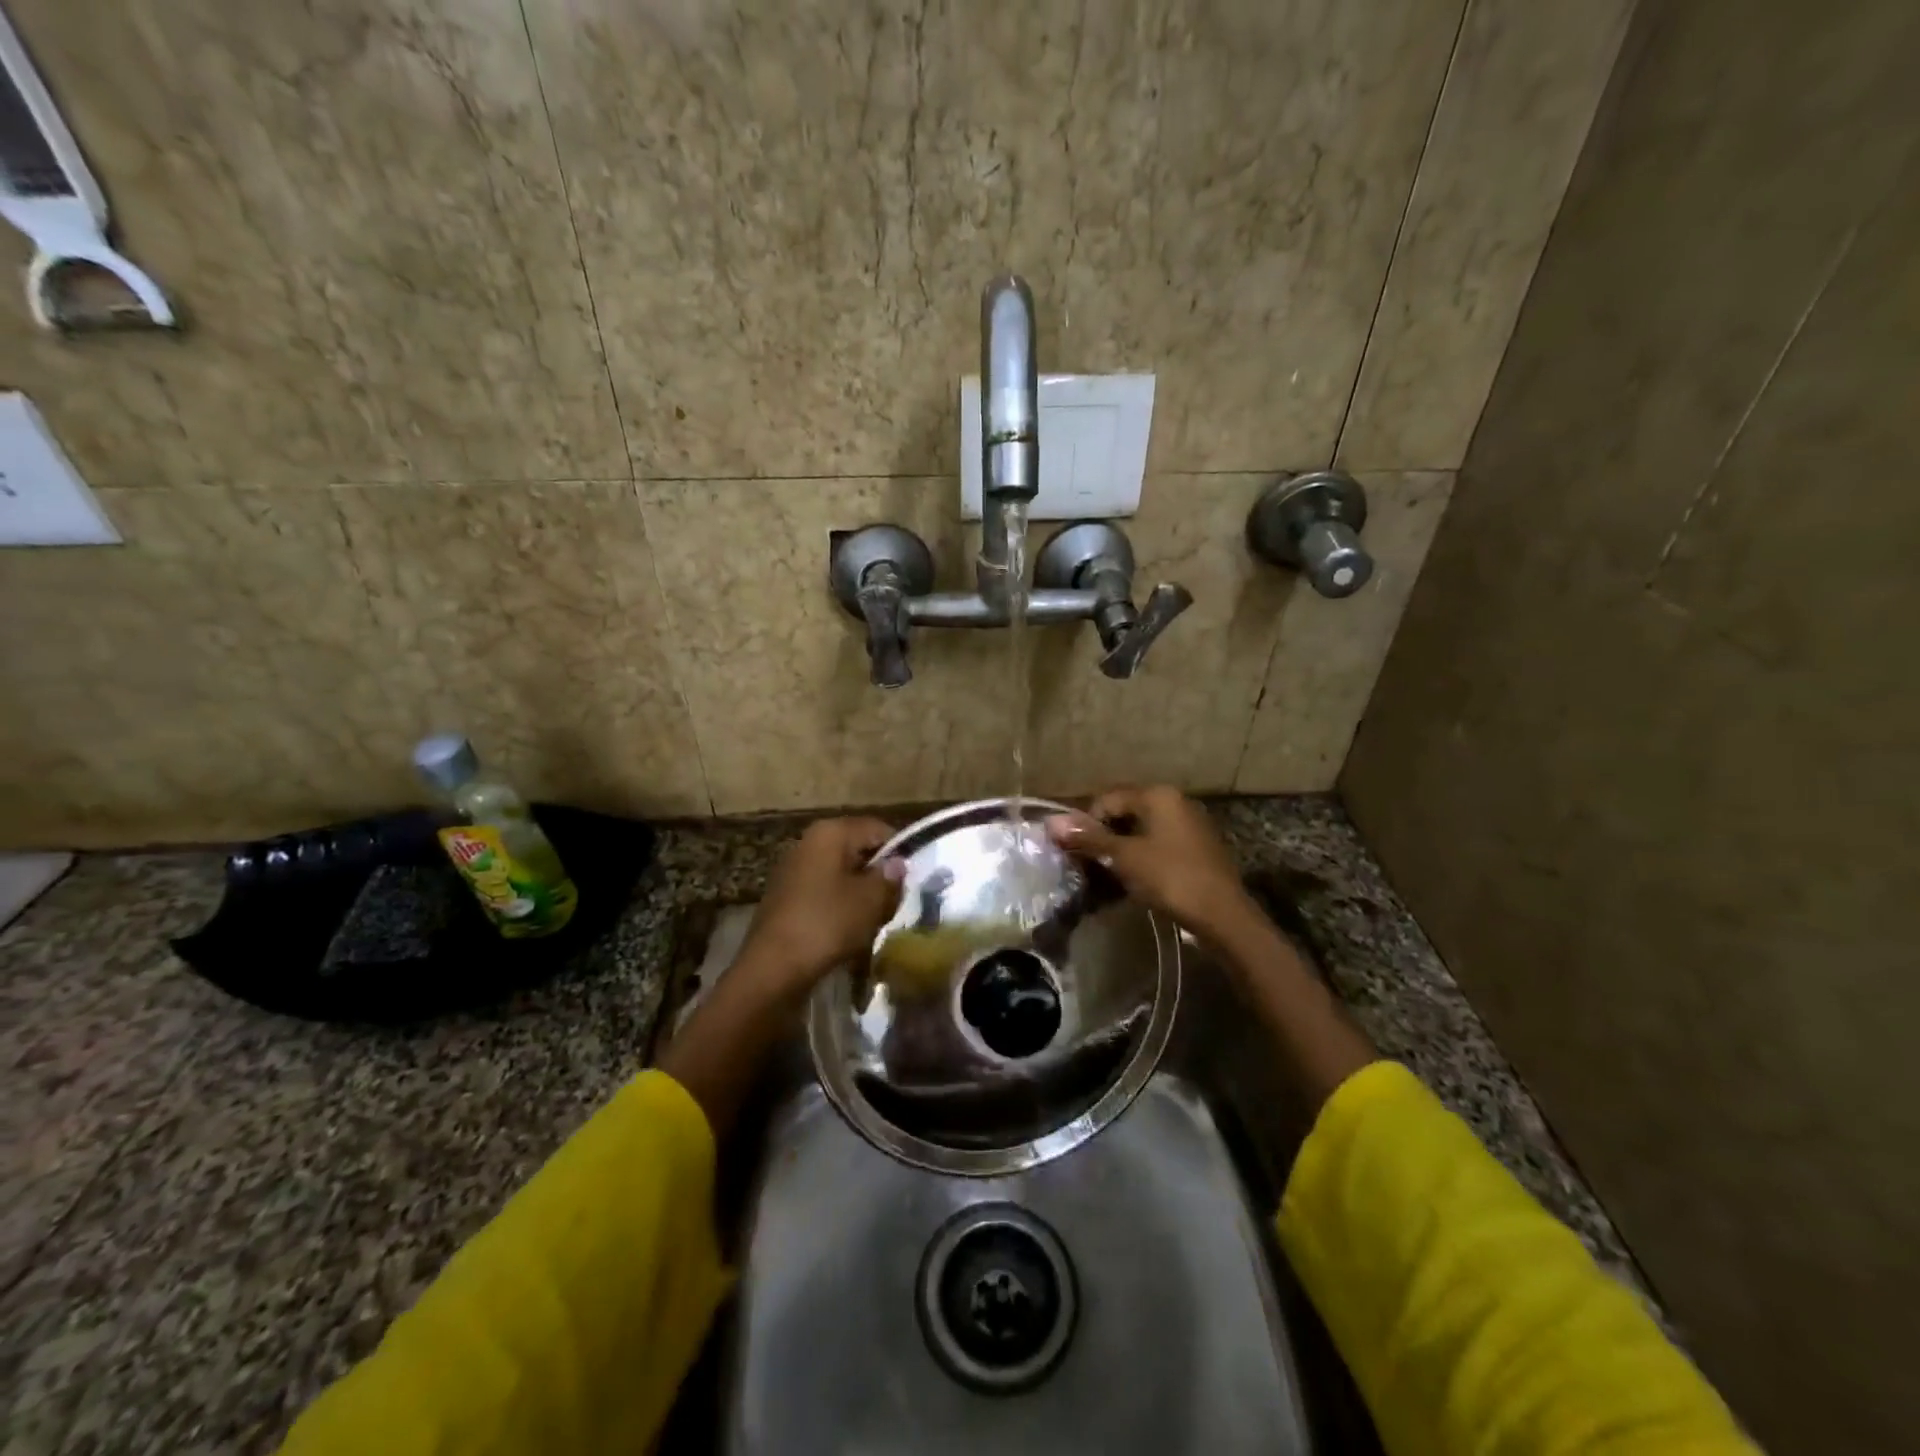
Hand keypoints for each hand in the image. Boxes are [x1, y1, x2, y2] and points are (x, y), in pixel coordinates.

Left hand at [734, 816, 900, 997]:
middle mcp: (809, 842)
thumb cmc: (826, 924)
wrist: (772, 969)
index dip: (900, 851)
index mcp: (830, 832)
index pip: (877, 828)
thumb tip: (897, 863)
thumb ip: (889, 878)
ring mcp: (793, 869)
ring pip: (841, 873)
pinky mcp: (786, 896)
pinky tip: (851, 928)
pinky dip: (840, 905)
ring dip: (860, 892)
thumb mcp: (870, 900)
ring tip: (877, 918)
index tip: (914, 878)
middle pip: (857, 849)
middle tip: (898, 900)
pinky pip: (824, 892)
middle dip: (879, 873)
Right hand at [1047, 786, 1257, 946]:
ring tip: (1109, 875)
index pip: (1107, 799)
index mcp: (1157, 795)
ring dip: (1122, 849)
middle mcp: (1175, 801)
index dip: (1086, 824)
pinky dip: (1142, 857)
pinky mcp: (1197, 847)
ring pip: (1142, 829)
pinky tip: (1136, 880)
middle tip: (1089, 865)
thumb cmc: (1170, 878)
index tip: (1077, 852)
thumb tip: (1050, 822)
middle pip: (1125, 812)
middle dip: (1104, 836)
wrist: (1223, 915)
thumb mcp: (1124, 857)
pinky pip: (1159, 844)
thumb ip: (1089, 838)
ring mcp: (1190, 824)